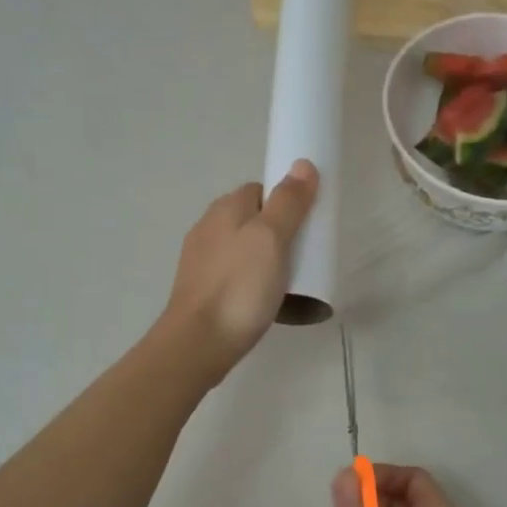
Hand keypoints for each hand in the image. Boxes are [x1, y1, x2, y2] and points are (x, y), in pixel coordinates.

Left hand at [159, 161, 318, 385]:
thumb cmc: (239, 287)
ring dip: (264, 260)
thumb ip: (288, 203)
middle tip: (303, 256)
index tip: (307, 225)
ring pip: (242, 249)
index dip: (286, 202)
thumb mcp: (271, 239)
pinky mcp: (201, 290)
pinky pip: (234, 275)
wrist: (199, 342)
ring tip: (287, 282)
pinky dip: (250, 282)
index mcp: (225, 208)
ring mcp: (201, 260)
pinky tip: (262, 301)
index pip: (261, 190)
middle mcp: (208, 227)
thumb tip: (302, 164)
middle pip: (252, 219)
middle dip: (278, 233)